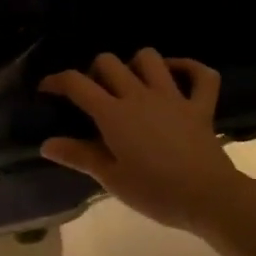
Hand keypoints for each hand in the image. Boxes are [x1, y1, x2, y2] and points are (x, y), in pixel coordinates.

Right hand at [38, 50, 243, 232]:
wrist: (208, 197)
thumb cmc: (155, 192)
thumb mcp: (111, 179)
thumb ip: (79, 156)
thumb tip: (46, 144)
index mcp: (113, 114)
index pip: (77, 84)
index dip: (57, 81)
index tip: (47, 89)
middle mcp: (139, 96)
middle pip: (109, 62)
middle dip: (94, 71)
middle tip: (93, 93)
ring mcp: (173, 97)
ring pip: (150, 58)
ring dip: (135, 64)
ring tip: (130, 83)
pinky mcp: (200, 106)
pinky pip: (200, 74)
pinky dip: (188, 68)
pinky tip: (175, 74)